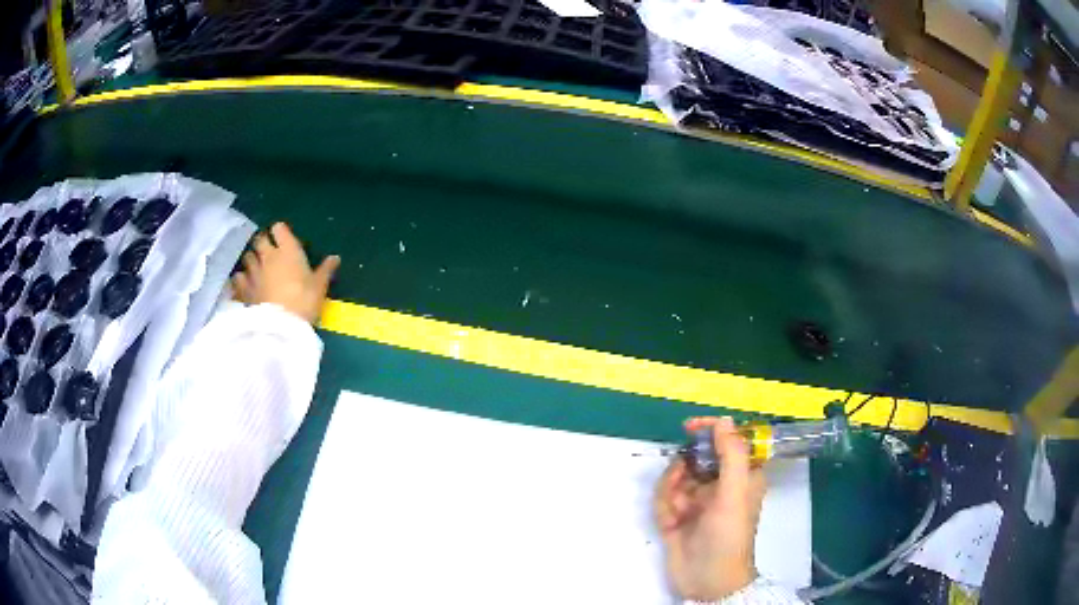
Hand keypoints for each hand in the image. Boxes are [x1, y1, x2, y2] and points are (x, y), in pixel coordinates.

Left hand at [232, 222, 339, 323]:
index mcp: (288, 250)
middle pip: (260, 239)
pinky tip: (243, 283)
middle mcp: (267, 256)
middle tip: (269, 251)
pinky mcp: (243, 288)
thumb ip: (325, 269)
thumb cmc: (304, 301)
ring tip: (256, 266)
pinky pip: (237, 277)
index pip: (279, 228)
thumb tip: (335, 257)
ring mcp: (253, 271)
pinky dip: (240, 278)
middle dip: (263, 242)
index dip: (280, 232)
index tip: (284, 239)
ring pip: (247, 256)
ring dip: (251, 259)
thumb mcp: (320, 286)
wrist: (281, 326)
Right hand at [655, 417, 766, 600]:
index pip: (731, 442)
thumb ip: (732, 454)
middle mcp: (720, 485)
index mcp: (742, 476)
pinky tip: (670, 520)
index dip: (714, 431)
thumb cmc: (728, 535)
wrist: (706, 580)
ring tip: (677, 508)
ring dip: (671, 489)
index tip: (692, 427)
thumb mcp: (735, 492)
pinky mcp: (677, 516)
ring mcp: (698, 501)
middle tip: (680, 477)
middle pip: (697, 458)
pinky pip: (664, 497)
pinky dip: (664, 506)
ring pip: (677, 477)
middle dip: (684, 468)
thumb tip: (724, 420)